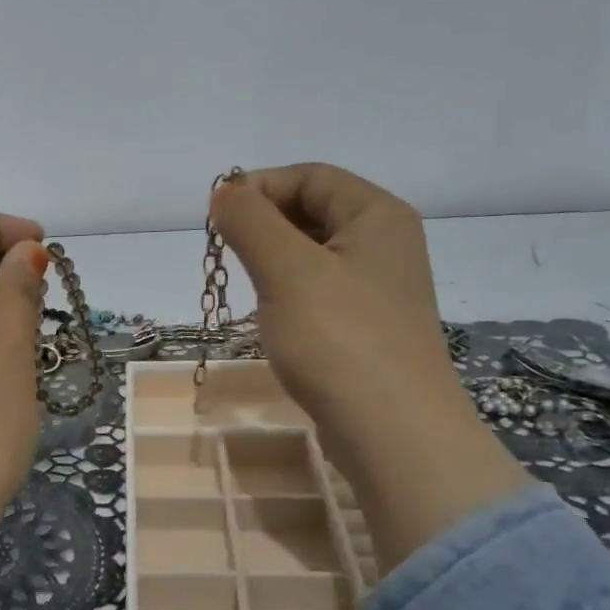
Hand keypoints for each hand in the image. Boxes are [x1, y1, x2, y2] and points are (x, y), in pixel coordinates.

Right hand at [211, 164, 529, 570]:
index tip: (216, 219)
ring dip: (270, 260)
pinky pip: (318, 289)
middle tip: (225, 254)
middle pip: (312, 210)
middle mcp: (384, 243)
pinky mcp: (365, 326)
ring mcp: (378, 288)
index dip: (259, 187)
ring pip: (311, 253)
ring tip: (244, 285)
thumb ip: (250, 222)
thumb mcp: (286, 270)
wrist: (393, 433)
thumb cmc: (339, 340)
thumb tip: (224, 192)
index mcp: (377, 215)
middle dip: (263, 224)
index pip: (310, 176)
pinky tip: (268, 317)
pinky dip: (286, 291)